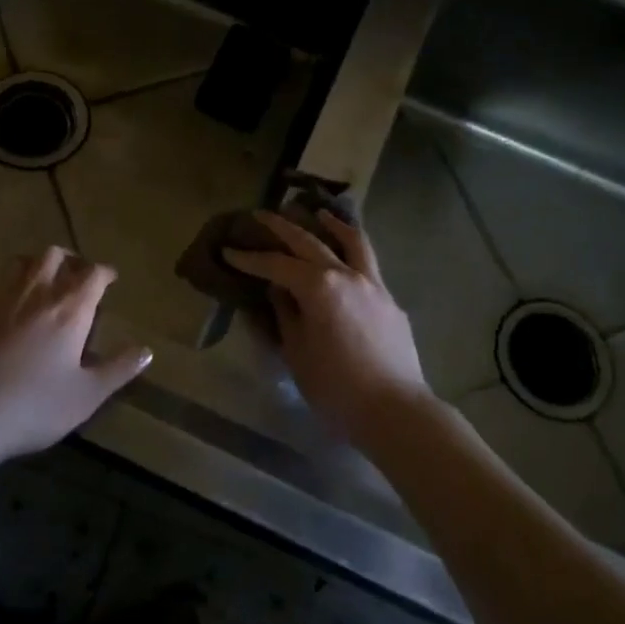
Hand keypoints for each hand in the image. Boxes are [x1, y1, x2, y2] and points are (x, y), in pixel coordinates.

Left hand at [0, 247, 151, 465]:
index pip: (93, 275)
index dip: (105, 273)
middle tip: (76, 275)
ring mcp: (0, 299)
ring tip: (40, 276)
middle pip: (54, 256)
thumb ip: (119, 369)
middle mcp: (37, 294)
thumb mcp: (88, 395)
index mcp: (70, 311)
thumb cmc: (36, 407)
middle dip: (69, 260)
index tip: (110, 279)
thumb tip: (147, 350)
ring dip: (33, 262)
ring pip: (19, 261)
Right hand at [224, 211, 429, 438]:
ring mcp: (373, 284)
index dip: (249, 258)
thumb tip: (278, 292)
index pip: (275, 265)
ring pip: (352, 241)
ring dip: (331, 224)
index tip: (229, 250)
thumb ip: (286, 315)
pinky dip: (352, 251)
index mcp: (318, 287)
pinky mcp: (390, 300)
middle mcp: (346, 275)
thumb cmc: (336, 388)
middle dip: (282, 226)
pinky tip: (344, 259)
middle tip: (261, 215)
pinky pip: (369, 264)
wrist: (395, 411)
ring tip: (318, 212)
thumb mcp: (296, 353)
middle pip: (309, 241)